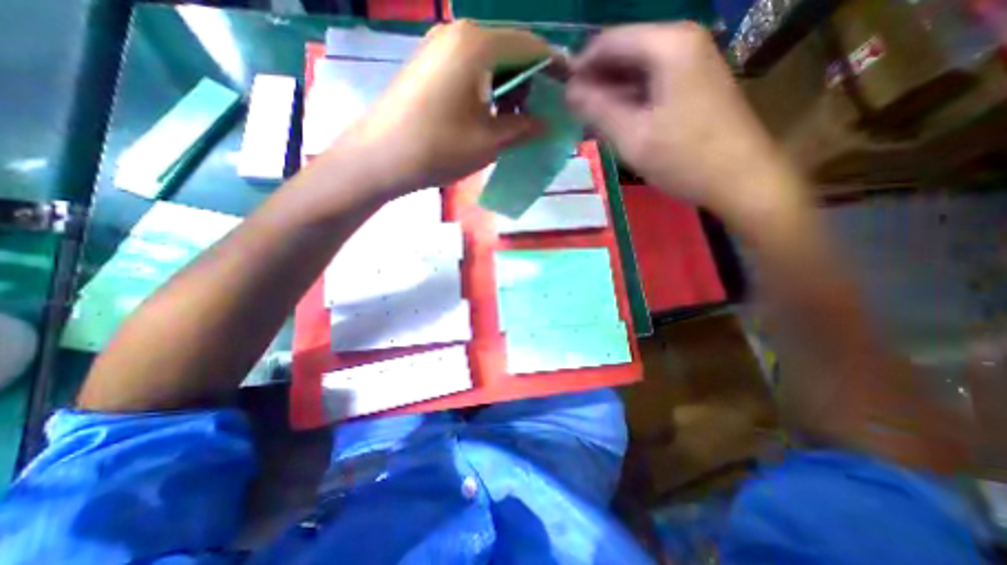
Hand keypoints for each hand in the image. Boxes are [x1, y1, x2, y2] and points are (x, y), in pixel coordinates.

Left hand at [325, 19, 548, 200]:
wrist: (380, 158)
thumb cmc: (438, 148)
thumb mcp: (489, 141)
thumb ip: (523, 128)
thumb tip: (546, 124)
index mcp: (478, 44)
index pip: (530, 45)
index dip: (554, 67)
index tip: (569, 89)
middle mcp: (458, 33)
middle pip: (509, 50)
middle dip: (531, 80)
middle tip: (543, 111)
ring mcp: (439, 47)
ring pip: (489, 61)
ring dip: (509, 87)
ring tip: (517, 118)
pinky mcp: (428, 65)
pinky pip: (470, 69)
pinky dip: (487, 89)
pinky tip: (490, 113)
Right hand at [565, 21, 804, 216]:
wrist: (740, 179)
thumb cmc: (684, 158)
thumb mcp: (632, 136)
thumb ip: (597, 109)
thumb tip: (569, 91)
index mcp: (668, 45)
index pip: (609, 41)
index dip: (581, 67)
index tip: (562, 96)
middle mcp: (682, 42)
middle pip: (624, 53)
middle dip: (596, 83)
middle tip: (575, 115)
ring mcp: (692, 63)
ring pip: (637, 71)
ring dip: (611, 95)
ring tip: (592, 123)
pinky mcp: (694, 85)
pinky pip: (651, 85)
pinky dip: (630, 102)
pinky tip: (618, 124)